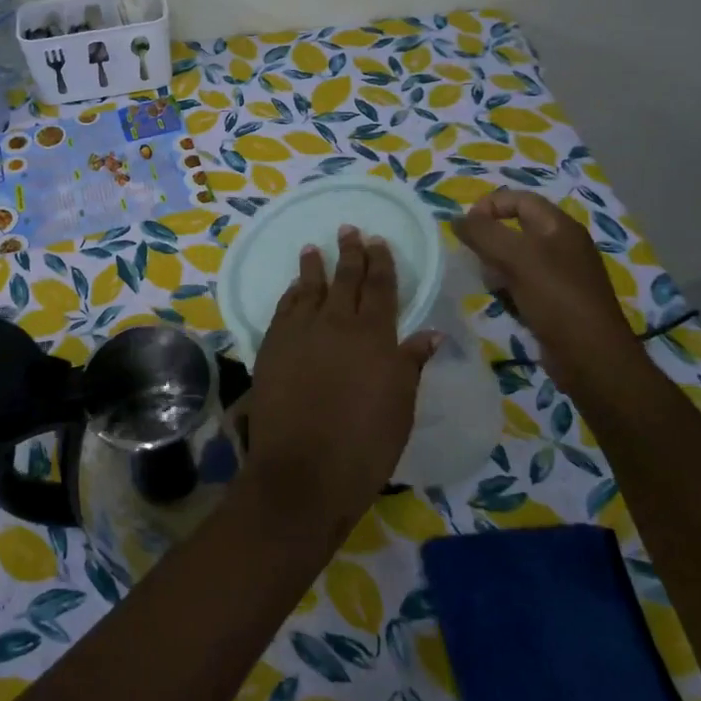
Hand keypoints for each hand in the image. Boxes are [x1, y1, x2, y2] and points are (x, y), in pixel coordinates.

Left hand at [244, 226, 438, 543]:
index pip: (381, 289)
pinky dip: (291, 294)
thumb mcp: (400, 407)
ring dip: (314, 266)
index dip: (381, 263)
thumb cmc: (365, 445)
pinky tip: (294, 288)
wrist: (304, 469)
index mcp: (374, 337)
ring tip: (314, 248)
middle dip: (350, 253)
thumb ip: (410, 364)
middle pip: (345, 279)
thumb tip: (429, 333)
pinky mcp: (272, 345)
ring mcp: (300, 332)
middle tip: (349, 230)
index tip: (377, 241)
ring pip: (309, 288)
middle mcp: (337, 323)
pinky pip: (284, 308)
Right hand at [453, 188, 644, 393]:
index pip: (518, 199)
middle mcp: (563, 244)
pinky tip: (505, 303)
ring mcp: (561, 273)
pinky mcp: (556, 299)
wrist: (591, 357)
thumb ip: (482, 233)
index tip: (466, 229)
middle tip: (478, 260)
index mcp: (559, 226)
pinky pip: (523, 283)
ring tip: (493, 285)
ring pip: (515, 258)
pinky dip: (508, 289)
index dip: (489, 206)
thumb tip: (456, 219)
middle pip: (515, 228)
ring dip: (496, 267)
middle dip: (490, 241)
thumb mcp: (515, 258)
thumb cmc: (556, 298)